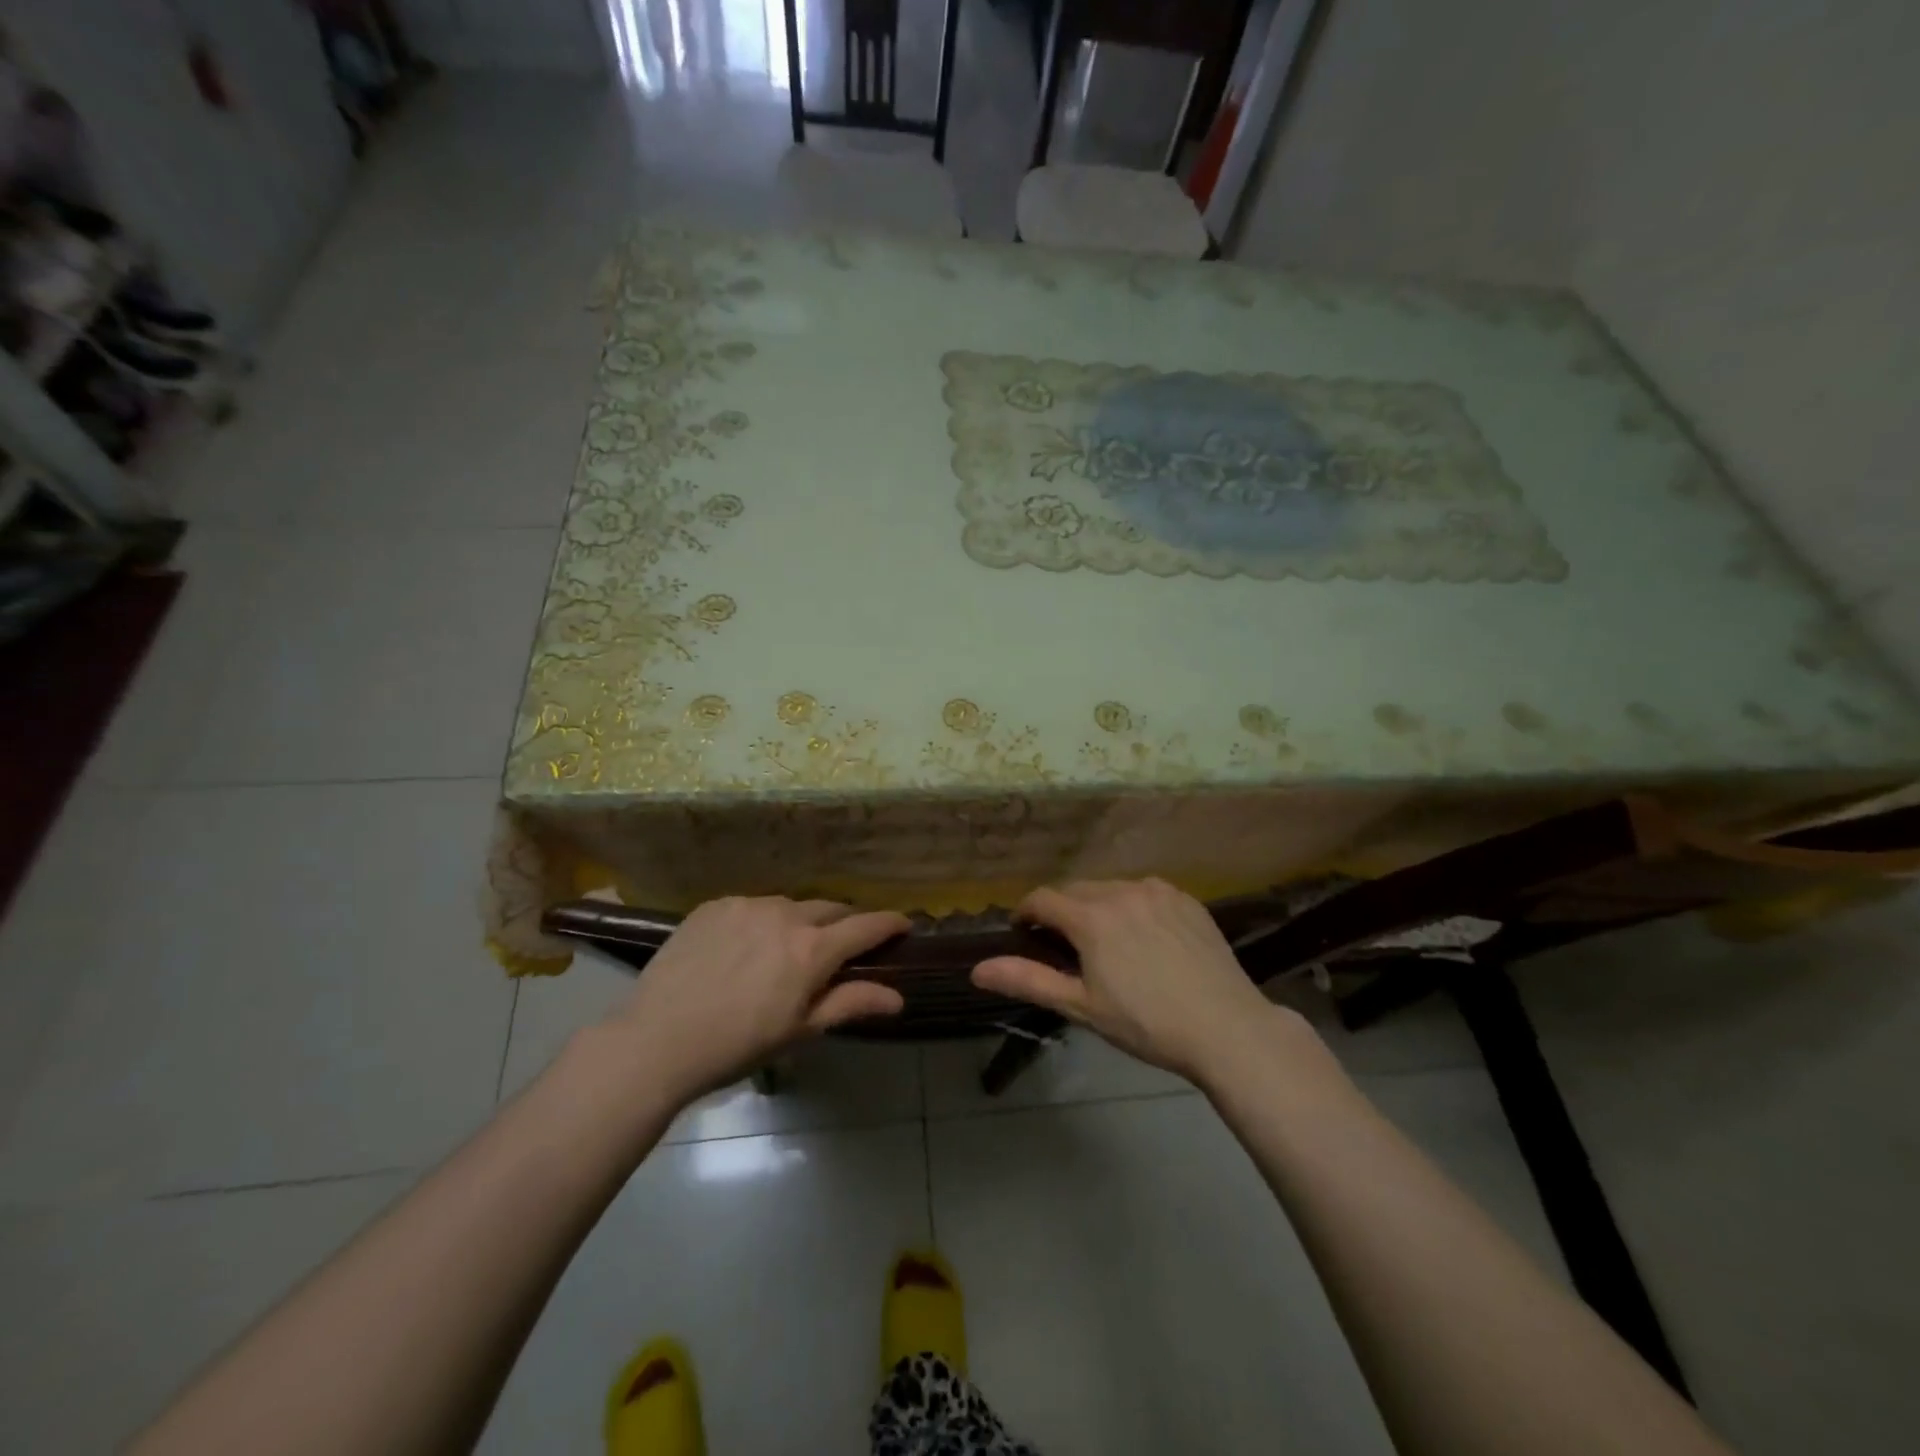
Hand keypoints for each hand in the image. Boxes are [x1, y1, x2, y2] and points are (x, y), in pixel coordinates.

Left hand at [602, 896, 909, 1102]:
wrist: (656, 1040)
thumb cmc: (737, 1045)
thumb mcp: (799, 1030)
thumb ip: (850, 1004)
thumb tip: (898, 997)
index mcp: (811, 949)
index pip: (865, 926)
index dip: (889, 923)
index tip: (904, 924)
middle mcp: (785, 914)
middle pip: (830, 909)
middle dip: (843, 924)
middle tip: (841, 947)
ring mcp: (747, 904)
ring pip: (789, 905)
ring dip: (799, 922)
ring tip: (784, 951)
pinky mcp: (715, 904)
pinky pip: (752, 906)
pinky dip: (760, 921)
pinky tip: (743, 949)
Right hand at [972, 878, 1288, 1080]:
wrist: (1227, 1027)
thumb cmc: (1146, 1023)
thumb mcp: (1081, 1006)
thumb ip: (1027, 980)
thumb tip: (977, 969)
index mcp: (1091, 916)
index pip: (1043, 898)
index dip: (1026, 913)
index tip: (1024, 932)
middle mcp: (1121, 890)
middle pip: (1076, 890)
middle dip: (1061, 911)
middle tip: (1064, 945)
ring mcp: (1157, 891)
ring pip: (1111, 888)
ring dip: (1096, 906)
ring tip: (1105, 941)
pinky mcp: (1186, 898)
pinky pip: (1145, 891)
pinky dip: (1132, 905)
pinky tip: (1144, 936)